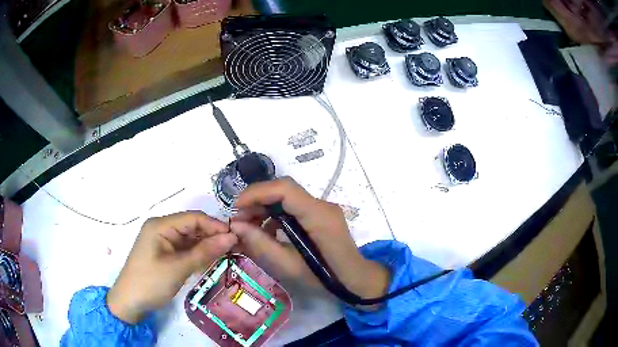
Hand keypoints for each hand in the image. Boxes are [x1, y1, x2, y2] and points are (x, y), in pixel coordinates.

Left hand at [107, 212, 236, 322]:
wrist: (130, 302)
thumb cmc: (150, 282)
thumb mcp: (178, 268)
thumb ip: (204, 252)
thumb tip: (231, 237)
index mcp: (160, 225)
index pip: (193, 218)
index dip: (215, 225)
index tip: (236, 237)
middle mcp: (161, 228)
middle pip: (192, 227)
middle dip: (212, 236)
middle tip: (235, 248)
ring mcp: (162, 241)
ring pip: (190, 239)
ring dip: (206, 246)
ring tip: (227, 255)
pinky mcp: (164, 253)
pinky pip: (184, 249)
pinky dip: (197, 255)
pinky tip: (210, 261)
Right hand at [230, 178, 389, 299]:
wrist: (355, 279)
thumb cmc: (325, 278)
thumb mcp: (289, 266)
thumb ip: (262, 244)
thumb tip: (236, 225)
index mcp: (318, 215)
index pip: (284, 189)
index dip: (257, 193)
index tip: (236, 207)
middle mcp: (321, 205)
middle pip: (284, 190)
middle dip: (257, 201)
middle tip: (239, 220)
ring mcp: (322, 208)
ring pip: (287, 197)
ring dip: (265, 208)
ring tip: (248, 227)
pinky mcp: (320, 215)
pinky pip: (294, 207)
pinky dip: (276, 215)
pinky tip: (267, 232)